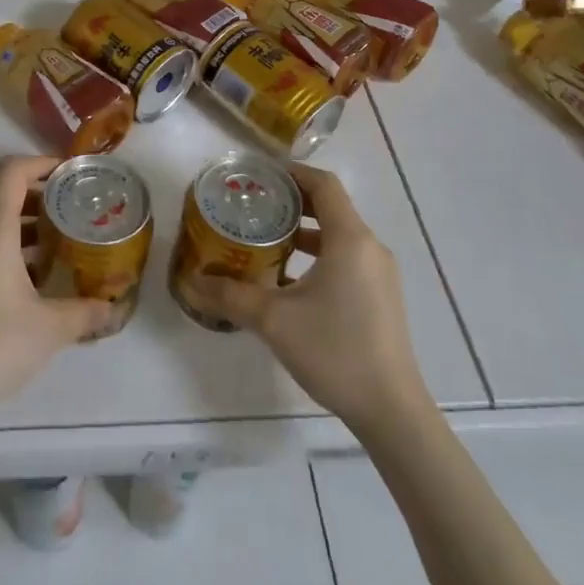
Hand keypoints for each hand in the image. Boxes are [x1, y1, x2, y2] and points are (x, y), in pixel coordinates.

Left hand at [0, 156, 114, 421]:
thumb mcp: (51, 329)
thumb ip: (87, 313)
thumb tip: (114, 309)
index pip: (12, 171)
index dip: (42, 163)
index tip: (70, 173)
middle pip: (0, 192)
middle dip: (37, 194)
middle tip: (70, 208)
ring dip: (20, 221)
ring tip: (55, 242)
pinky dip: (3, 243)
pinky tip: (27, 278)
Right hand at [187, 164, 428, 432]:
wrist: (391, 411)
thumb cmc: (335, 351)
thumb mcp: (273, 320)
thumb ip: (230, 296)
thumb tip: (192, 282)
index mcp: (350, 239)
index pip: (323, 184)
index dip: (292, 173)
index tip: (259, 176)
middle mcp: (369, 248)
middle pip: (330, 206)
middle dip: (292, 201)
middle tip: (254, 205)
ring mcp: (379, 274)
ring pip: (338, 235)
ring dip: (304, 231)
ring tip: (265, 239)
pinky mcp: (381, 297)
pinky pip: (347, 257)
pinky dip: (318, 254)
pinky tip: (290, 279)